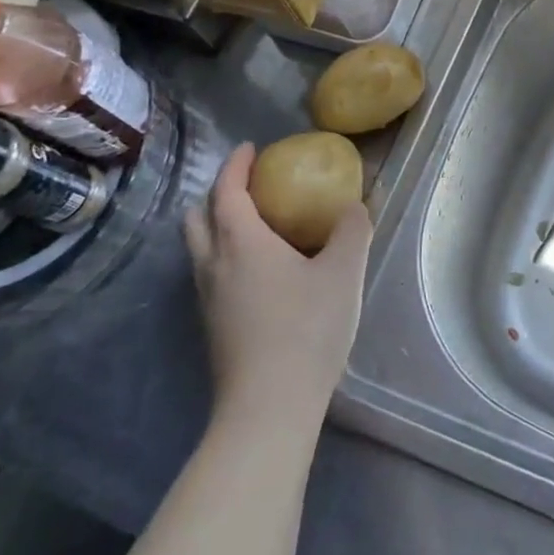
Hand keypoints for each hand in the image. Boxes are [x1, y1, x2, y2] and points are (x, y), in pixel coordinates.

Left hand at [183, 143, 370, 422]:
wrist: (269, 405)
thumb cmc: (307, 328)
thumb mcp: (344, 273)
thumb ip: (351, 231)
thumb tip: (355, 206)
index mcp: (240, 242)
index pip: (226, 190)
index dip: (236, 165)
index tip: (251, 149)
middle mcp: (213, 264)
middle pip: (198, 217)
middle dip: (218, 194)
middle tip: (249, 188)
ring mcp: (206, 298)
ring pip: (199, 249)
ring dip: (217, 227)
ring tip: (255, 227)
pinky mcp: (211, 326)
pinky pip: (209, 274)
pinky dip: (224, 256)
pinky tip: (258, 273)